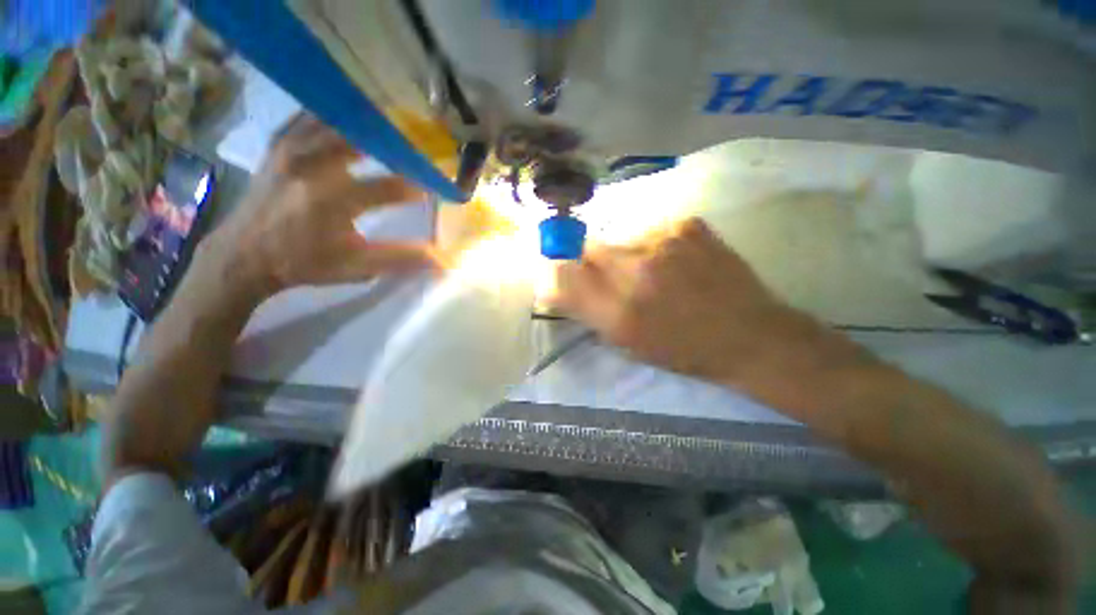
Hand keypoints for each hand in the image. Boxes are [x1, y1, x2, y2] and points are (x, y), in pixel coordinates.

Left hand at [207, 114, 437, 298]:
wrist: (243, 254)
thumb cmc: (304, 263)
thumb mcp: (357, 267)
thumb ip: (400, 259)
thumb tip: (441, 260)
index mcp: (333, 201)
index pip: (389, 188)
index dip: (416, 188)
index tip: (433, 188)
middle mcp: (312, 166)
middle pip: (364, 140)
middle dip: (395, 146)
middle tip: (413, 152)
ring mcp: (292, 149)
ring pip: (337, 121)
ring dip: (367, 127)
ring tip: (389, 133)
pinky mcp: (280, 144)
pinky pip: (311, 117)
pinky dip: (335, 117)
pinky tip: (350, 124)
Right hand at [553, 218, 871, 407]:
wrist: (749, 334)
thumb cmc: (682, 349)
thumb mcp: (627, 342)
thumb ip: (587, 311)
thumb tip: (556, 283)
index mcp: (618, 312)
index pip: (564, 276)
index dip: (559, 272)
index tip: (565, 275)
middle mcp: (635, 271)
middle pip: (589, 249)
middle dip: (592, 262)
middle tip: (617, 277)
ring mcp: (663, 241)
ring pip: (620, 237)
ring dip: (624, 253)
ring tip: (651, 272)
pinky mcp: (687, 224)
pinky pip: (650, 229)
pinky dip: (653, 244)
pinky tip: (674, 261)